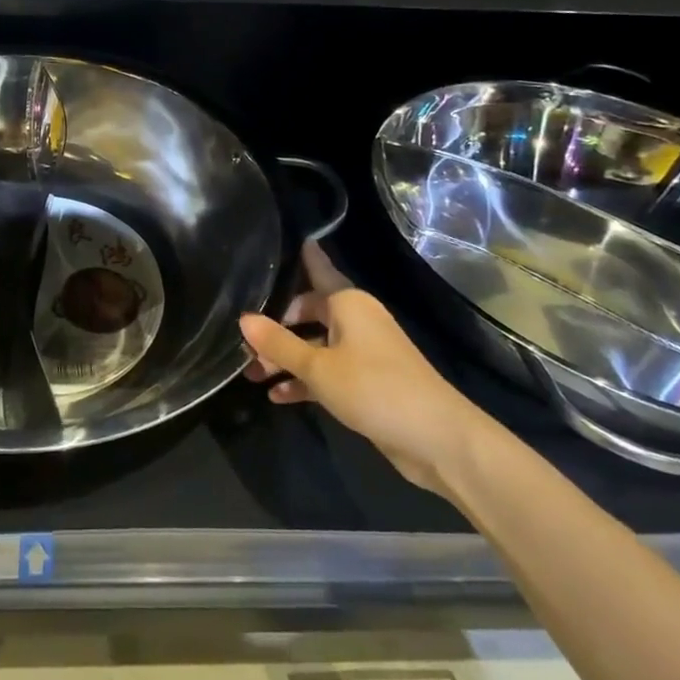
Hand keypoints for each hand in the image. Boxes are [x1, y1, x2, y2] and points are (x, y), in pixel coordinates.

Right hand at [242, 241, 497, 497]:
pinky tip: (277, 396)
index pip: (318, 269)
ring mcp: (363, 352)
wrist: (436, 439)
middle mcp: (355, 320)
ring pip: (314, 346)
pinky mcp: (367, 383)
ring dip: (285, 359)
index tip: (283, 240)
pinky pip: (327, 372)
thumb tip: (243, 318)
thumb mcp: (318, 367)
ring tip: (251, 373)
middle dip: (276, 327)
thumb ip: (278, 343)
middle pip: (307, 312)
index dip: (302, 257)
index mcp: (348, 303)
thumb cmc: (374, 388)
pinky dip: (304, 382)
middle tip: (242, 340)